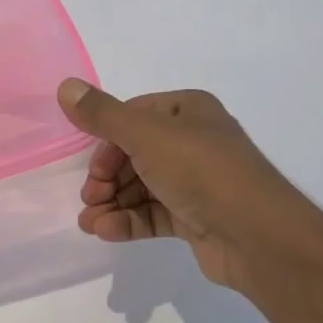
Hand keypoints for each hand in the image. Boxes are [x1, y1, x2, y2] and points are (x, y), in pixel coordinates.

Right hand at [57, 79, 322, 295]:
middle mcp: (194, 141)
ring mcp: (196, 182)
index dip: (106, 140)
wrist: (257, 235)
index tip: (91, 166)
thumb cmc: (201, 171)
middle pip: (134, 154)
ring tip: (89, 223)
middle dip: (106, 177)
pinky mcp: (196, 218)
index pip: (134, 117)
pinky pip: (154, 213)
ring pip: (141, 187)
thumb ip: (102, 115)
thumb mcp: (146, 135)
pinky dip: (129, 221)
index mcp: (188, 111)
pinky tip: (106, 232)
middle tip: (90, 197)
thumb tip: (65, 86)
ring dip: (112, 203)